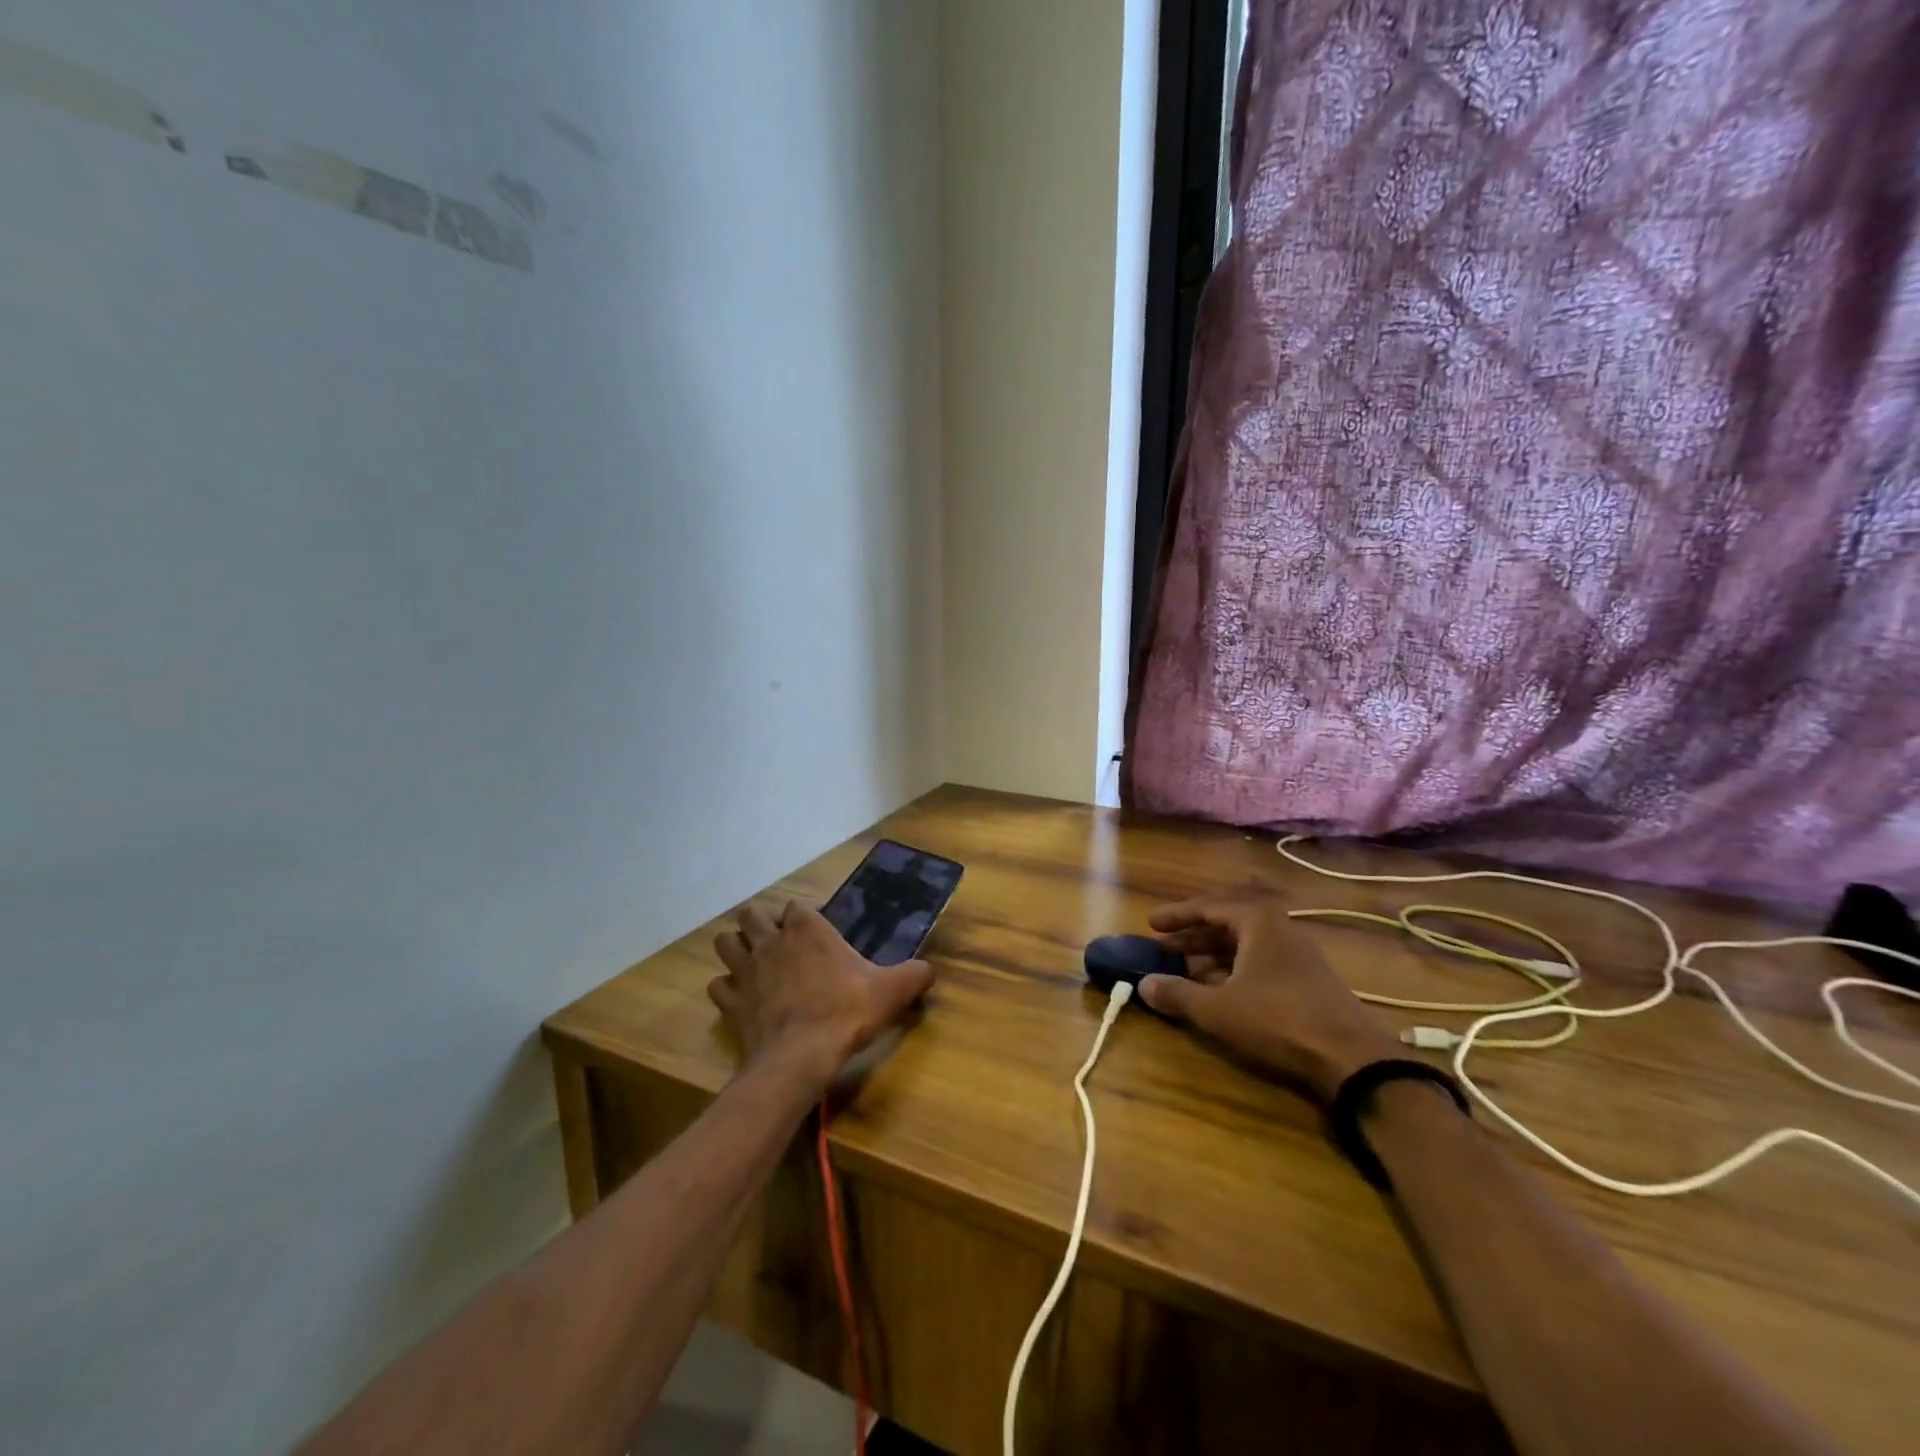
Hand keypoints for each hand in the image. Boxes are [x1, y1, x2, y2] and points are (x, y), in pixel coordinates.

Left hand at [710, 901, 935, 1085]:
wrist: (801, 1057)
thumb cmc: (846, 1012)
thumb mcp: (892, 990)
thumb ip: (915, 975)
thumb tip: (931, 970)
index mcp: (806, 928)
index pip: (795, 905)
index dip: (802, 916)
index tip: (814, 932)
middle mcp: (771, 940)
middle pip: (751, 916)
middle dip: (761, 924)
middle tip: (779, 944)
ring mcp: (746, 970)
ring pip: (726, 943)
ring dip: (736, 949)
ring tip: (753, 963)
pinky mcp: (731, 1002)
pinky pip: (719, 985)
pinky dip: (727, 988)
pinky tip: (742, 998)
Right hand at [1138, 895, 1399, 1103]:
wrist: (1352, 1059)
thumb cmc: (1277, 1020)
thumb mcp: (1217, 1009)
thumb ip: (1177, 993)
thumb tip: (1144, 984)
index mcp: (1258, 922)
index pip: (1209, 907)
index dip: (1177, 915)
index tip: (1151, 924)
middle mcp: (1279, 930)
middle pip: (1227, 925)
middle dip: (1193, 938)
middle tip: (1164, 949)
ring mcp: (1298, 956)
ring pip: (1245, 947)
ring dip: (1212, 957)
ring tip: (1185, 972)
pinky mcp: (1309, 982)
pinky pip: (1260, 965)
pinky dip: (1234, 972)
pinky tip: (1220, 993)